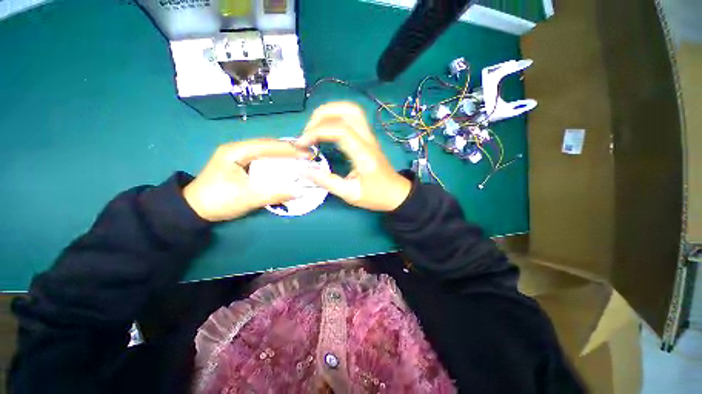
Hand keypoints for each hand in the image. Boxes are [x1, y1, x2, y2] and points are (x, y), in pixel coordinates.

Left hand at [183, 139, 311, 220]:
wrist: (194, 210)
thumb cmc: (218, 201)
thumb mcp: (248, 198)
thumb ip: (275, 194)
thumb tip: (300, 192)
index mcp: (236, 151)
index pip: (268, 146)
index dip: (290, 149)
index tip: (308, 154)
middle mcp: (238, 149)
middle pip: (268, 146)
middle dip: (289, 150)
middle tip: (307, 156)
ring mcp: (239, 156)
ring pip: (266, 152)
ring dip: (284, 156)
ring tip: (300, 159)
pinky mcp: (241, 165)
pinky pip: (263, 160)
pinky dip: (277, 162)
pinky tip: (286, 166)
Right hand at [296, 102, 411, 211]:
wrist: (396, 194)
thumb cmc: (376, 196)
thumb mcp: (350, 194)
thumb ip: (326, 182)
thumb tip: (302, 170)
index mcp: (364, 154)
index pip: (340, 130)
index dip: (317, 132)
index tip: (302, 144)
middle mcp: (368, 140)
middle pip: (347, 111)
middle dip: (321, 116)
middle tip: (307, 133)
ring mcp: (370, 136)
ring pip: (351, 110)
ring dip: (329, 112)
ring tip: (314, 128)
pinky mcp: (368, 137)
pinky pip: (353, 117)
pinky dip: (336, 117)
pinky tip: (326, 130)